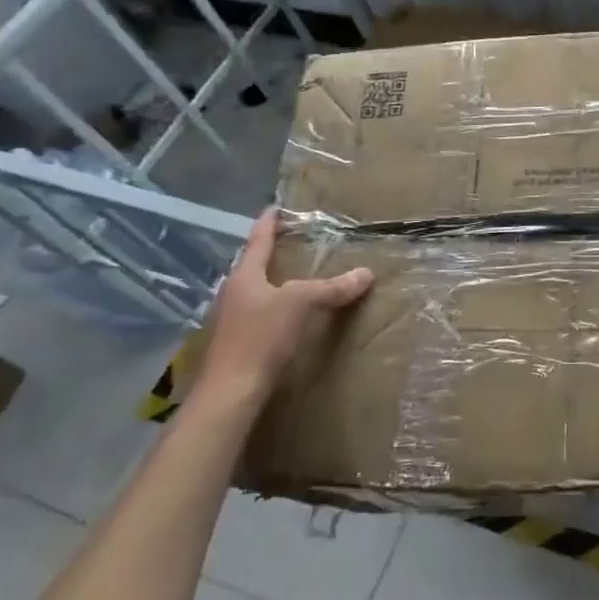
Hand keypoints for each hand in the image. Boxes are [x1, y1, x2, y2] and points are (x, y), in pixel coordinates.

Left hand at [197, 209, 372, 404]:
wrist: (231, 392)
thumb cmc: (261, 337)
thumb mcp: (301, 303)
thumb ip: (332, 287)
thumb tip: (367, 273)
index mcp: (245, 276)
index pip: (258, 241)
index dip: (268, 223)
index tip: (275, 207)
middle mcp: (234, 293)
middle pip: (254, 266)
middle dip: (272, 254)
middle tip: (295, 241)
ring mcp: (234, 319)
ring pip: (257, 291)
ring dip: (275, 282)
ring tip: (299, 276)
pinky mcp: (239, 343)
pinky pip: (262, 314)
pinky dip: (278, 307)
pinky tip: (292, 314)